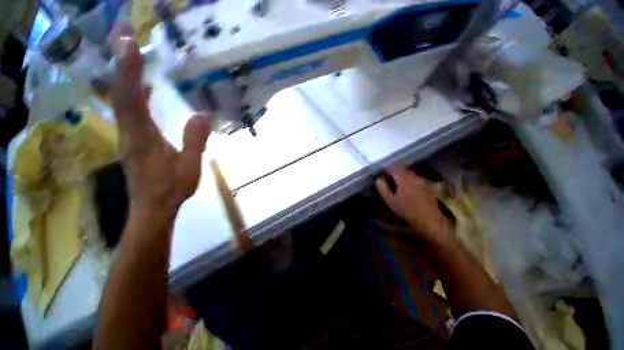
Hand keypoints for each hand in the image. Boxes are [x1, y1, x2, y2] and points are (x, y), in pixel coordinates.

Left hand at [109, 32, 211, 212]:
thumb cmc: (172, 188)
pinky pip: (129, 108)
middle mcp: (128, 130)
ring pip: (119, 97)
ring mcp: (127, 133)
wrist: (152, 206)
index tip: (131, 44)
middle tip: (123, 31)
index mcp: (142, 136)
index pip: (131, 98)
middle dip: (120, 60)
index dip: (129, 70)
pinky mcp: (131, 137)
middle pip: (118, 90)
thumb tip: (205, 114)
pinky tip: (146, 85)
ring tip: (129, 48)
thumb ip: (195, 139)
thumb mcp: (190, 165)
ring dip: (123, 71)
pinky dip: (134, 91)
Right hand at [375, 166, 452, 245]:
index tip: (381, 173)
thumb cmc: (407, 210)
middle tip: (388, 179)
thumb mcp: (390, 200)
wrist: (429, 220)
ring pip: (409, 174)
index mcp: (404, 178)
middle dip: (394, 172)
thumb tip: (378, 179)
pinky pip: (416, 179)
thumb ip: (382, 188)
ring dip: (402, 177)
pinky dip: (410, 181)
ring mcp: (422, 180)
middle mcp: (414, 176)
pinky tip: (408, 190)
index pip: (393, 166)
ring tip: (397, 185)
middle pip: (402, 168)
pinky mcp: (428, 186)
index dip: (386, 168)